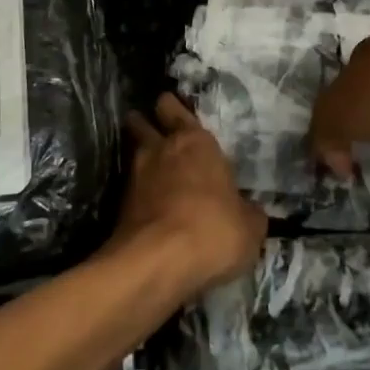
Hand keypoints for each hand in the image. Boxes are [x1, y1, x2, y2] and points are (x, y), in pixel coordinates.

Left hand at [114, 93, 265, 301]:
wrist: (157, 262)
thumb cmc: (213, 230)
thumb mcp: (249, 227)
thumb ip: (247, 212)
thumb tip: (248, 211)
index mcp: (196, 142)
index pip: (175, 109)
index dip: (172, 108)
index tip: (173, 109)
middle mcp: (161, 150)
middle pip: (142, 123)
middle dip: (145, 123)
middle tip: (154, 129)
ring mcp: (135, 176)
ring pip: (132, 153)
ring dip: (139, 157)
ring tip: (152, 167)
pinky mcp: (119, 206)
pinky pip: (129, 188)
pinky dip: (137, 193)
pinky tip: (148, 204)